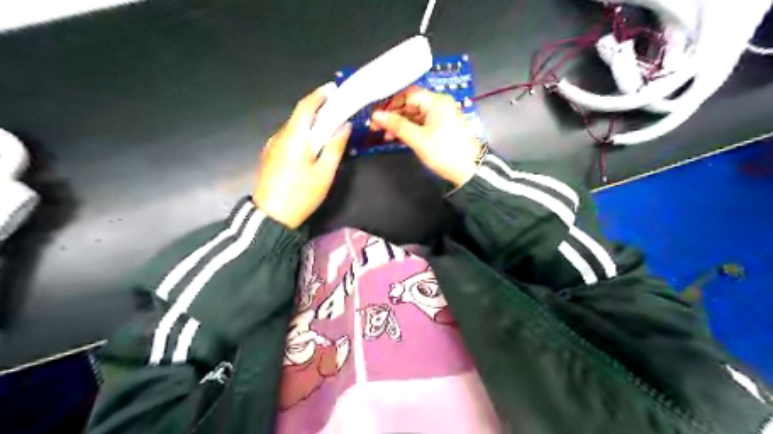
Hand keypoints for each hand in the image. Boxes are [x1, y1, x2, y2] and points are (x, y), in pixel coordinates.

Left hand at [252, 82, 351, 228]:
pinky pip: (288, 138)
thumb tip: (344, 126)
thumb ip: (335, 147)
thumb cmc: (301, 195)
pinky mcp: (269, 155)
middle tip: (337, 113)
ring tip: (327, 133)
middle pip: (299, 116)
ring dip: (310, 125)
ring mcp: (272, 145)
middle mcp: (280, 136)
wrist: (271, 217)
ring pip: (294, 128)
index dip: (320, 95)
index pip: (306, 106)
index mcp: (294, 137)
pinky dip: (301, 136)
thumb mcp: (324, 173)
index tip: (334, 90)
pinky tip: (310, 148)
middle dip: (318, 111)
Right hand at [370, 87, 480, 185]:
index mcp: (436, 101)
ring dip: (399, 124)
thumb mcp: (418, 139)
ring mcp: (439, 117)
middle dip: (393, 115)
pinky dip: (408, 130)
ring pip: (413, 116)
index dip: (390, 104)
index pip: (408, 95)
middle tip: (376, 127)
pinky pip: (419, 124)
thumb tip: (376, 115)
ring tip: (384, 135)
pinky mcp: (439, 128)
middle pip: (410, 105)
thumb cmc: (444, 152)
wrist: (468, 171)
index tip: (376, 115)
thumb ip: (397, 125)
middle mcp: (438, 105)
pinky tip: (396, 138)